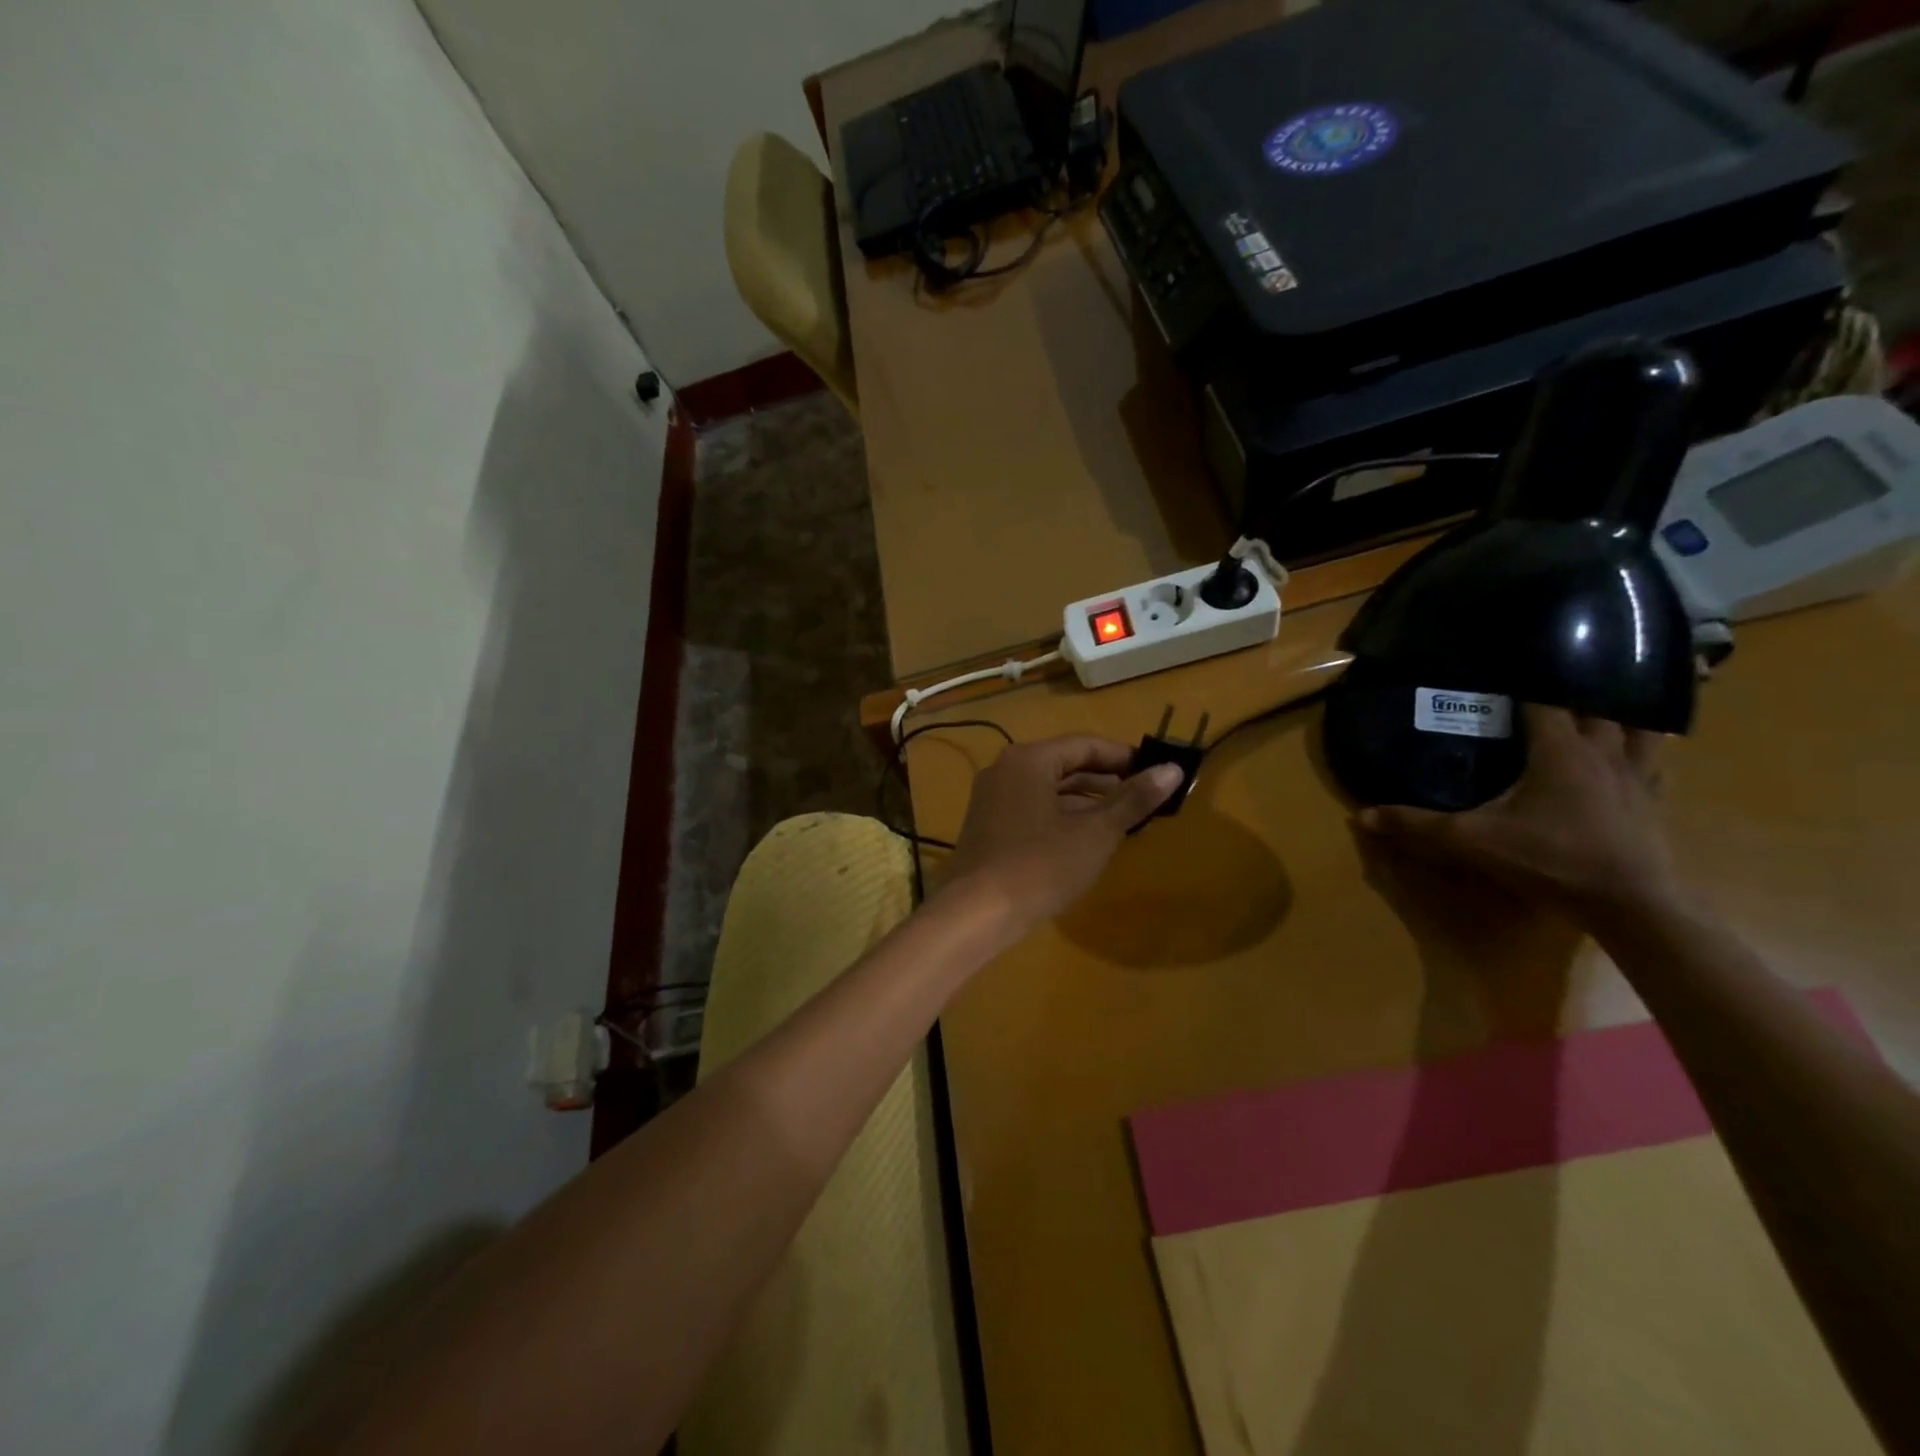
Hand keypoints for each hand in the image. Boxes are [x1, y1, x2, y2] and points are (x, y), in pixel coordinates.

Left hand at [940, 735, 1182, 930]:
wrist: (976, 913)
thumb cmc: (1039, 866)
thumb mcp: (1095, 833)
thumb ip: (1133, 800)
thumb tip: (1173, 769)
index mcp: (1029, 759)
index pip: (1085, 745)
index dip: (1124, 758)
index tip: (1156, 773)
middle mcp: (1006, 769)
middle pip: (1065, 765)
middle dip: (1106, 781)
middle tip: (1145, 799)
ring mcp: (992, 797)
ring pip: (1049, 789)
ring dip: (1086, 802)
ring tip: (1124, 820)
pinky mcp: (988, 825)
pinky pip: (1033, 807)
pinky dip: (1062, 816)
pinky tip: (1087, 839)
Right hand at [1356, 704, 1681, 929]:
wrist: (1630, 905)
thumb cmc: (1549, 860)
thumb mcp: (1472, 841)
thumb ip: (1418, 825)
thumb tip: (1361, 816)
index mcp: (1560, 750)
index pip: (1545, 701)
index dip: (1526, 686)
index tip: (1505, 677)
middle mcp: (1603, 753)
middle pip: (1596, 709)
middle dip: (1574, 696)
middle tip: (1547, 691)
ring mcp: (1638, 777)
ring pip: (1639, 730)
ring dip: (1619, 718)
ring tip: (1597, 714)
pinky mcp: (1654, 804)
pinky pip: (1656, 764)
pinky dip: (1645, 752)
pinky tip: (1632, 758)